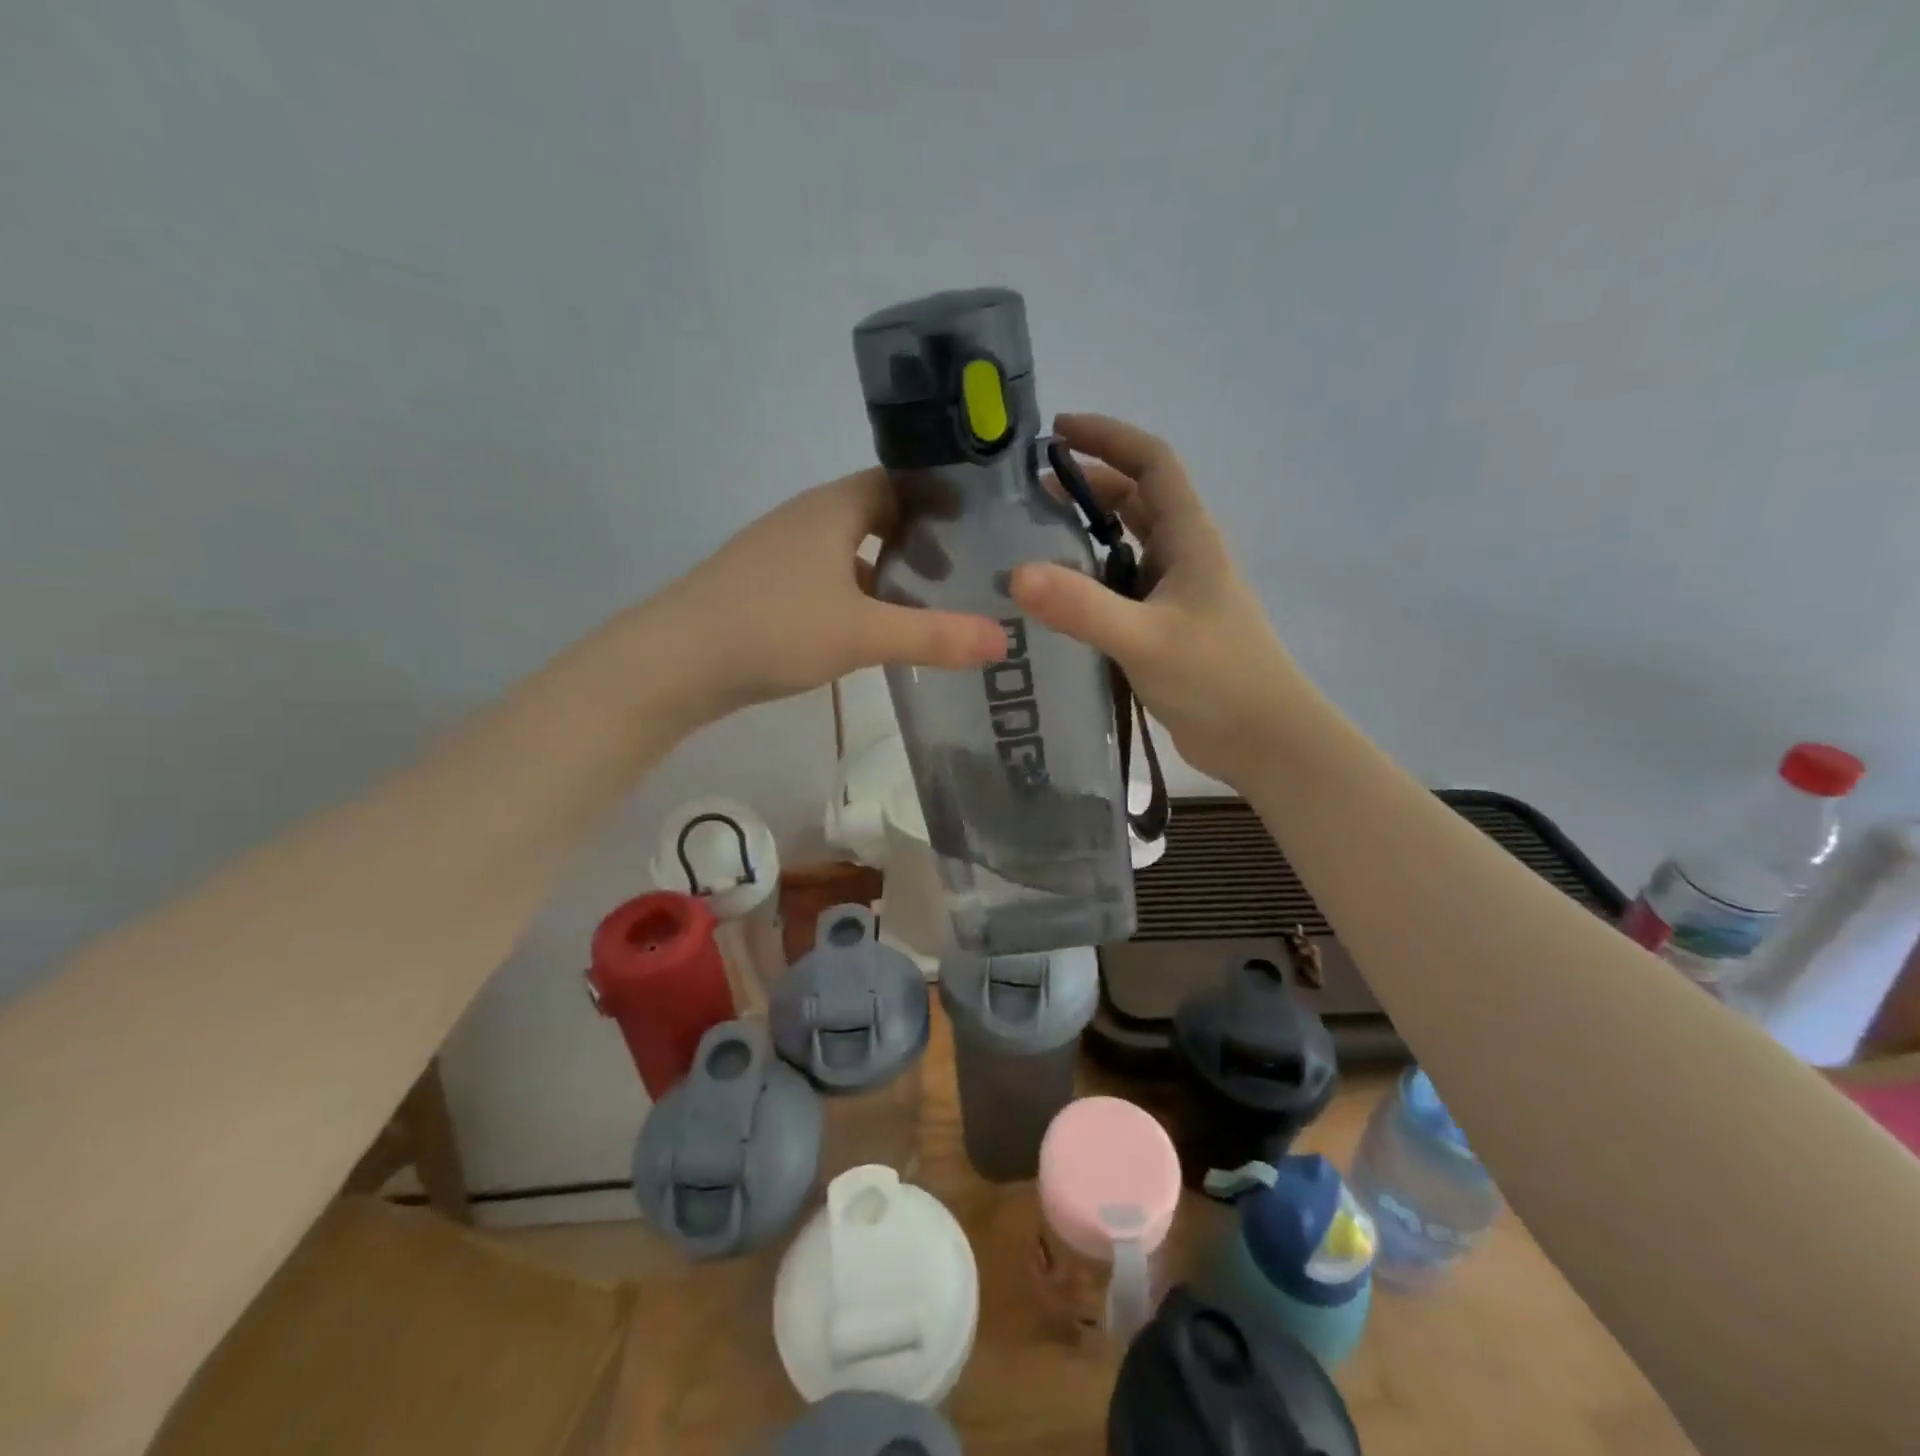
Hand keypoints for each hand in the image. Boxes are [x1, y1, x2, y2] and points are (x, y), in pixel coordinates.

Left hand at [654, 468, 1007, 723]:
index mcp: (833, 508)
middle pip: (878, 516)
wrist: (674, 662)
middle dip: (923, 540)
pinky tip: (877, 631)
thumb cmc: (773, 629)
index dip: (942, 499)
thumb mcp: (863, 634)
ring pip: (852, 552)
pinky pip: (829, 580)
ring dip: (890, 572)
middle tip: (967, 572)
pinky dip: (860, 596)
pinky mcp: (768, 588)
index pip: (900, 481)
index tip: (984, 527)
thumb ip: (935, 636)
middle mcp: (808, 519)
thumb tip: (1004, 641)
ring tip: (934, 603)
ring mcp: (783, 553)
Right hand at [1011, 413, 1313, 785]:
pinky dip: (1088, 578)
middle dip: (1086, 484)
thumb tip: (1015, 575)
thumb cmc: (1218, 679)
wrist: (1262, 739)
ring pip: (1126, 544)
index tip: (1058, 429)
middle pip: (1134, 498)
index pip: (1152, 462)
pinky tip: (1056, 597)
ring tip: (1032, 537)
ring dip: (1086, 531)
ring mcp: (1174, 592)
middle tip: (1028, 493)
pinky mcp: (1163, 627)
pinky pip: (1120, 586)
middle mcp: (1183, 555)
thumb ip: (1083, 608)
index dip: (1108, 437)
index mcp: (1190, 537)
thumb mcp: (1146, 639)